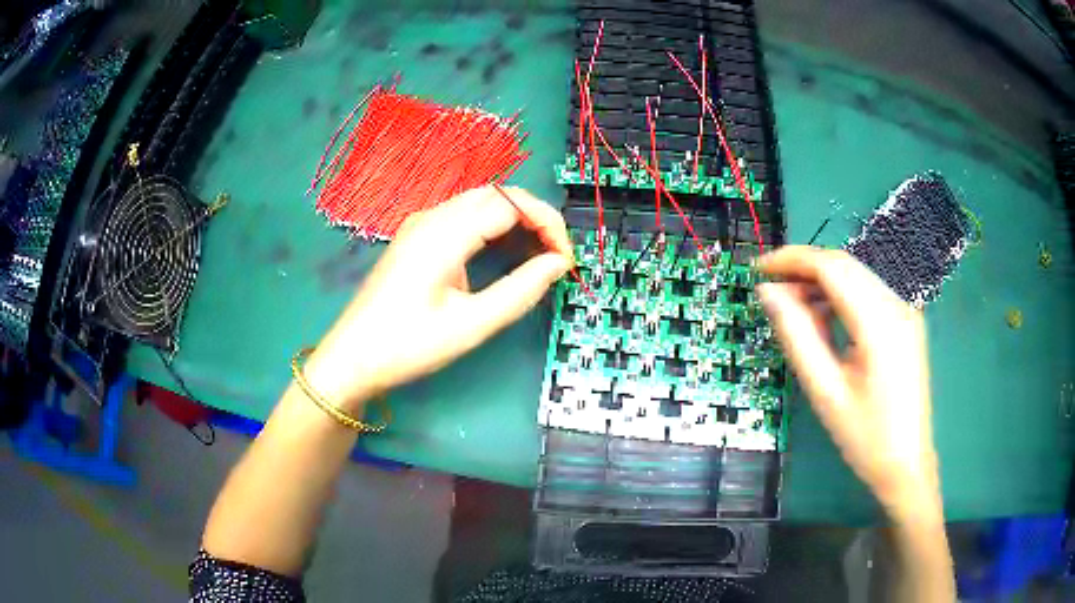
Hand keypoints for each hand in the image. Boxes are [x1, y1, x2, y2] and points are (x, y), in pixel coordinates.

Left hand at [305, 185, 572, 410]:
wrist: (352, 357)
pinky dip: (493, 227)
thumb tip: (558, 264)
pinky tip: (505, 253)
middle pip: (497, 194)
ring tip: (539, 255)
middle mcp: (432, 217)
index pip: (510, 203)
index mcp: (444, 233)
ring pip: (481, 203)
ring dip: (515, 220)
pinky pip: (464, 217)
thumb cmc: (408, 345)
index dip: (548, 224)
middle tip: (557, 255)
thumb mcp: (471, 325)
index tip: (566, 260)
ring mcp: (421, 224)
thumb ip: (520, 291)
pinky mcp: (417, 237)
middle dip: (535, 216)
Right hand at [755, 246, 940, 519]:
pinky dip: (839, 297)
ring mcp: (904, 312)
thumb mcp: (826, 391)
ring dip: (821, 283)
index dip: (792, 259)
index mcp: (880, 322)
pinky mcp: (904, 323)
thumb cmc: (866, 438)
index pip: (832, 267)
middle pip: (845, 266)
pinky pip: (867, 295)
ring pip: (856, 277)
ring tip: (792, 308)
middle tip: (770, 289)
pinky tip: (823, 320)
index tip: (757, 269)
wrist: (907, 466)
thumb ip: (797, 336)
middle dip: (804, 269)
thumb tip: (769, 293)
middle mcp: (897, 305)